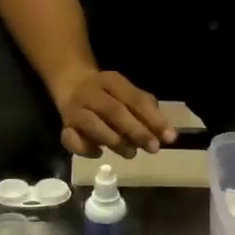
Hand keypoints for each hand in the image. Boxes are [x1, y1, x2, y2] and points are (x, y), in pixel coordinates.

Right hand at [54, 70, 176, 158]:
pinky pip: (71, 140)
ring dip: (114, 141)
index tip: (170, 137)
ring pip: (92, 125)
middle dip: (136, 131)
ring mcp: (74, 109)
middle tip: (154, 148)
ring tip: (131, 153)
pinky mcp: (64, 126)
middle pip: (114, 111)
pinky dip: (86, 149)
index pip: (135, 99)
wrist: (70, 81)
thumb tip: (166, 133)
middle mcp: (91, 93)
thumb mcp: (126, 93)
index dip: (153, 119)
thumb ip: (146, 109)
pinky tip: (99, 153)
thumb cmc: (107, 93)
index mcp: (112, 81)